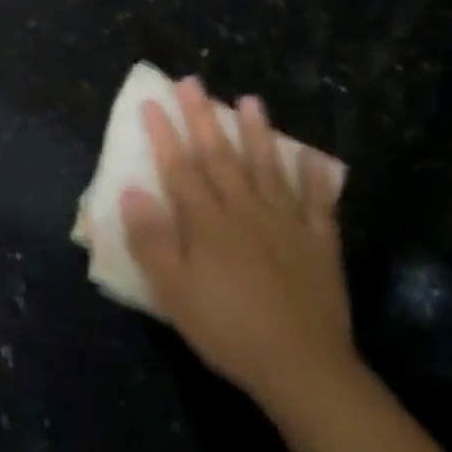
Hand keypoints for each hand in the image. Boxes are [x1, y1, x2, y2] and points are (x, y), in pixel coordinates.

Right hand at [120, 77, 356, 414]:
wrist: (304, 370)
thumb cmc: (227, 329)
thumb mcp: (173, 291)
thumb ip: (151, 239)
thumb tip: (132, 191)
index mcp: (207, 221)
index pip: (179, 167)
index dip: (164, 133)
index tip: (151, 101)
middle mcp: (245, 210)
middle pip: (220, 155)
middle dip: (203, 116)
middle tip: (192, 81)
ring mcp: (286, 223)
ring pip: (268, 167)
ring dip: (258, 132)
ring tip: (250, 101)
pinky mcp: (319, 243)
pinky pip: (318, 203)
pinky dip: (314, 178)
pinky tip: (311, 156)